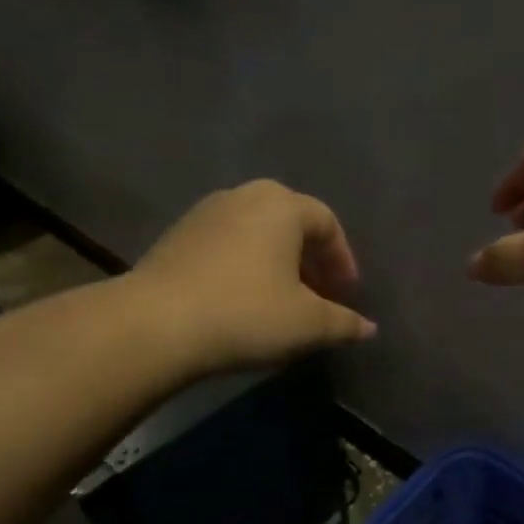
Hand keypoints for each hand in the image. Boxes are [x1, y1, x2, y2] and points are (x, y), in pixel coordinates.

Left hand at [134, 180, 375, 371]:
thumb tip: (369, 328)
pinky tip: (242, 299)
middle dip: (310, 258)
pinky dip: (245, 265)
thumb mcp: (307, 324)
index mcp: (282, 206)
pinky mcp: (176, 236)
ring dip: (277, 261)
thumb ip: (344, 323)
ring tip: (281, 299)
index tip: (346, 294)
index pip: (327, 223)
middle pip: (291, 221)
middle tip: (318, 293)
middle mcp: (244, 196)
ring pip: (256, 231)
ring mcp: (205, 213)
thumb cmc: (245, 314)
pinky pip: (226, 243)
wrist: (155, 324)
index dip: (343, 259)